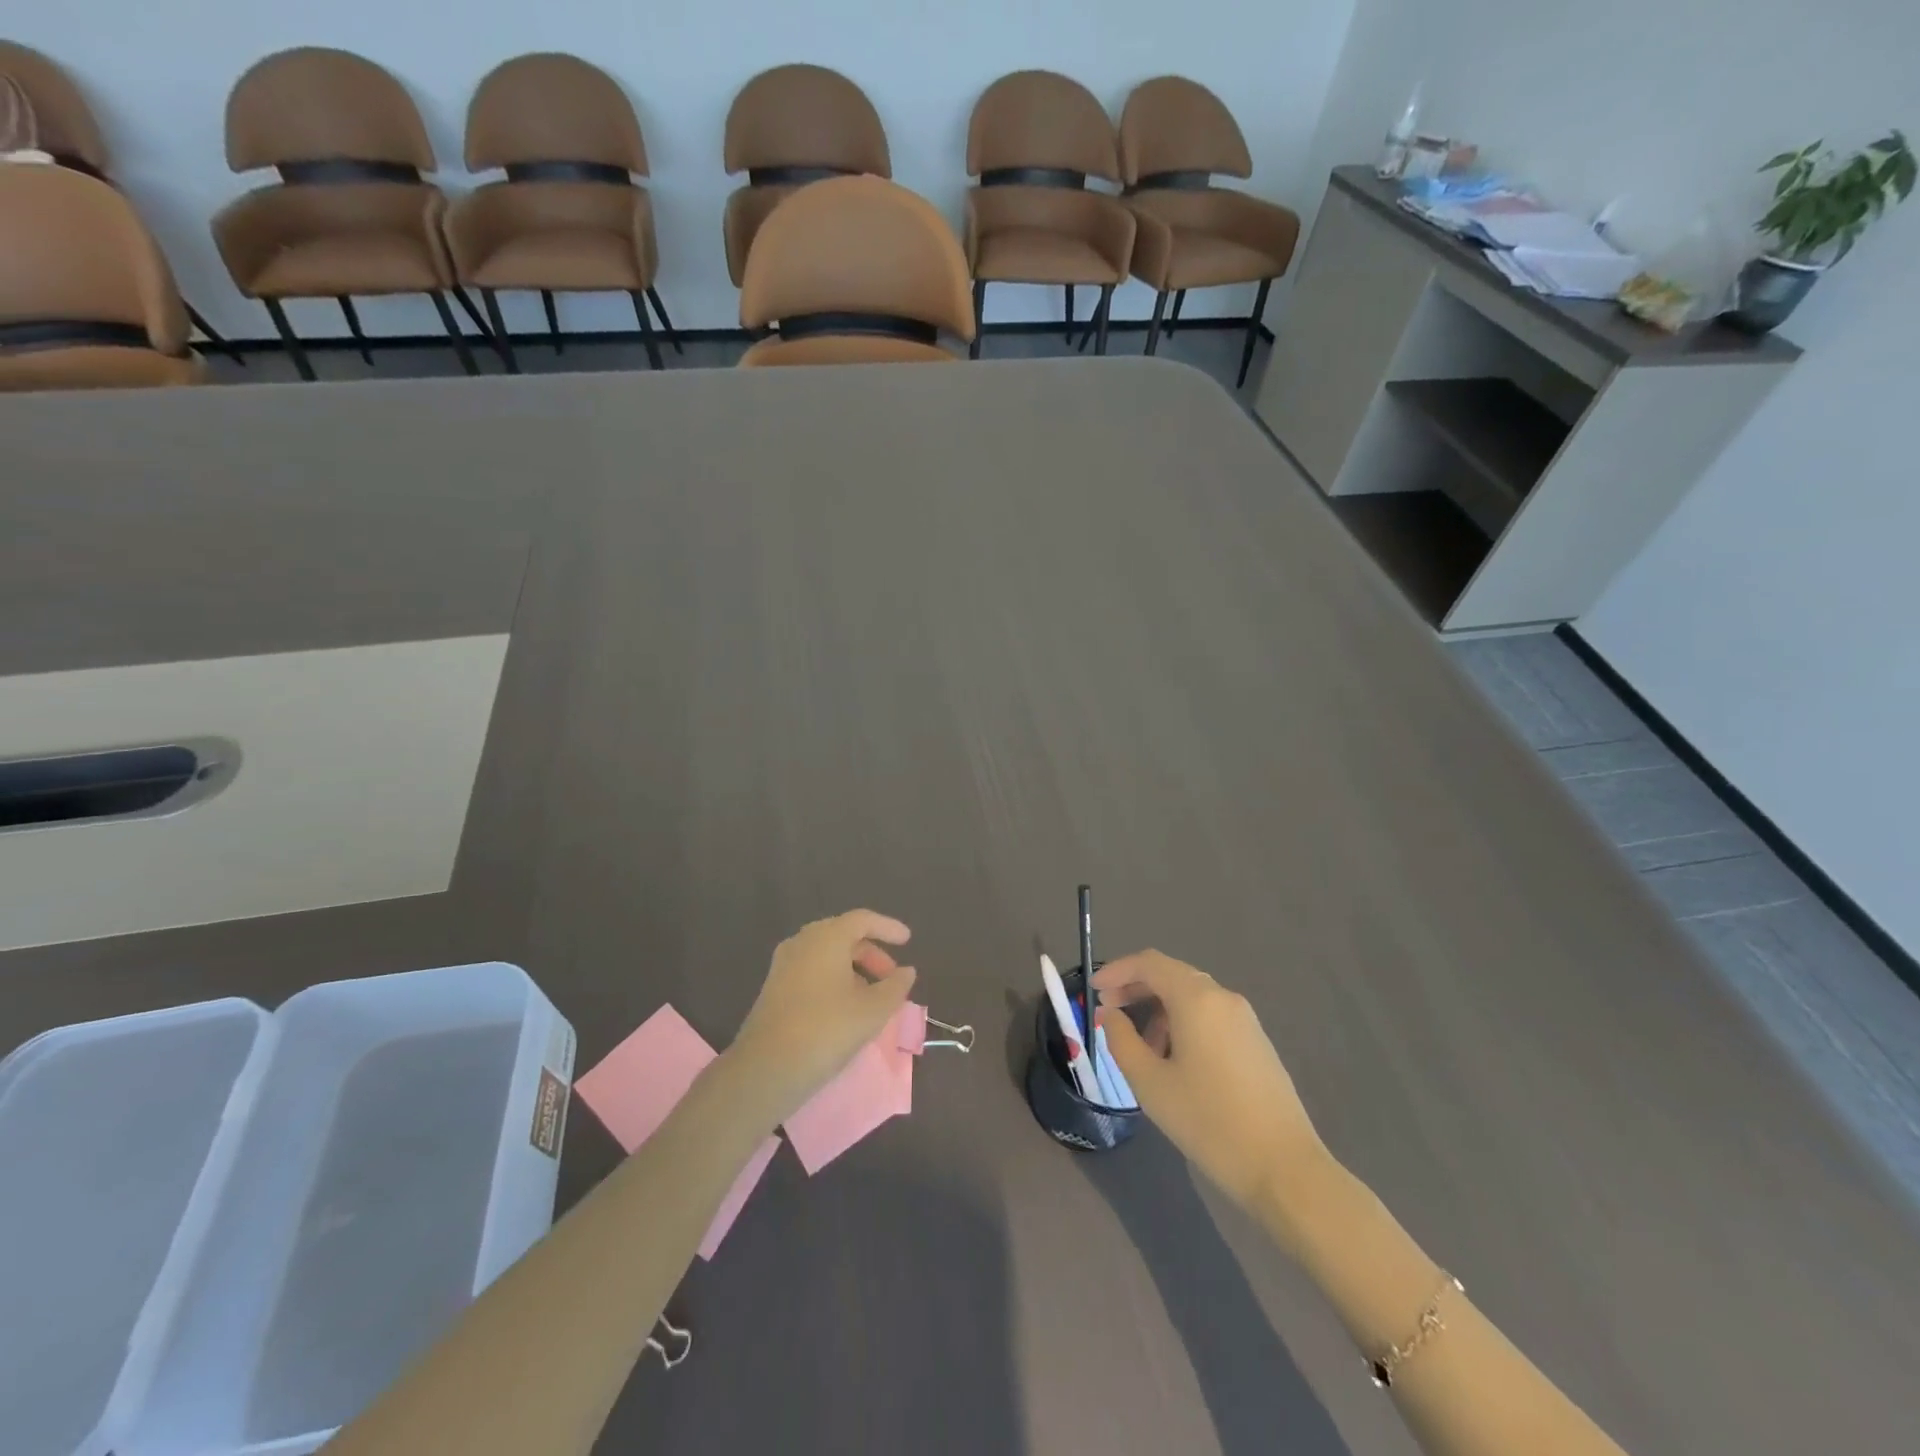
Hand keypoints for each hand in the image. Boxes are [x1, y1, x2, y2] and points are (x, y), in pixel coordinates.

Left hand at [728, 910, 918, 1123]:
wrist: (766, 1069)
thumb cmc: (826, 1030)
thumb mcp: (872, 1011)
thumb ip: (895, 987)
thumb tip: (906, 972)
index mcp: (826, 937)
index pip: (862, 920)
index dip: (888, 927)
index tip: (908, 940)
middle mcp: (802, 942)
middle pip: (844, 936)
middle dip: (871, 953)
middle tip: (891, 978)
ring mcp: (784, 964)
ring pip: (827, 955)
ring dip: (853, 969)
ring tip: (872, 997)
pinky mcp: (774, 988)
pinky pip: (812, 971)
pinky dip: (834, 979)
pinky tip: (845, 1007)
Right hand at [1095, 950, 1322, 1210]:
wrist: (1285, 1169)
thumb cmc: (1209, 1122)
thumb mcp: (1150, 1083)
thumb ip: (1121, 1040)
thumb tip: (1110, 1015)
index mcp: (1196, 999)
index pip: (1149, 963)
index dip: (1116, 970)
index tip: (1093, 990)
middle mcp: (1223, 997)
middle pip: (1171, 975)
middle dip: (1136, 988)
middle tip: (1109, 1012)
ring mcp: (1245, 1019)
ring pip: (1191, 996)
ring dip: (1159, 1009)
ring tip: (1141, 1048)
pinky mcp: (1257, 1042)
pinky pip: (1210, 1015)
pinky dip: (1183, 1023)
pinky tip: (1175, 1060)